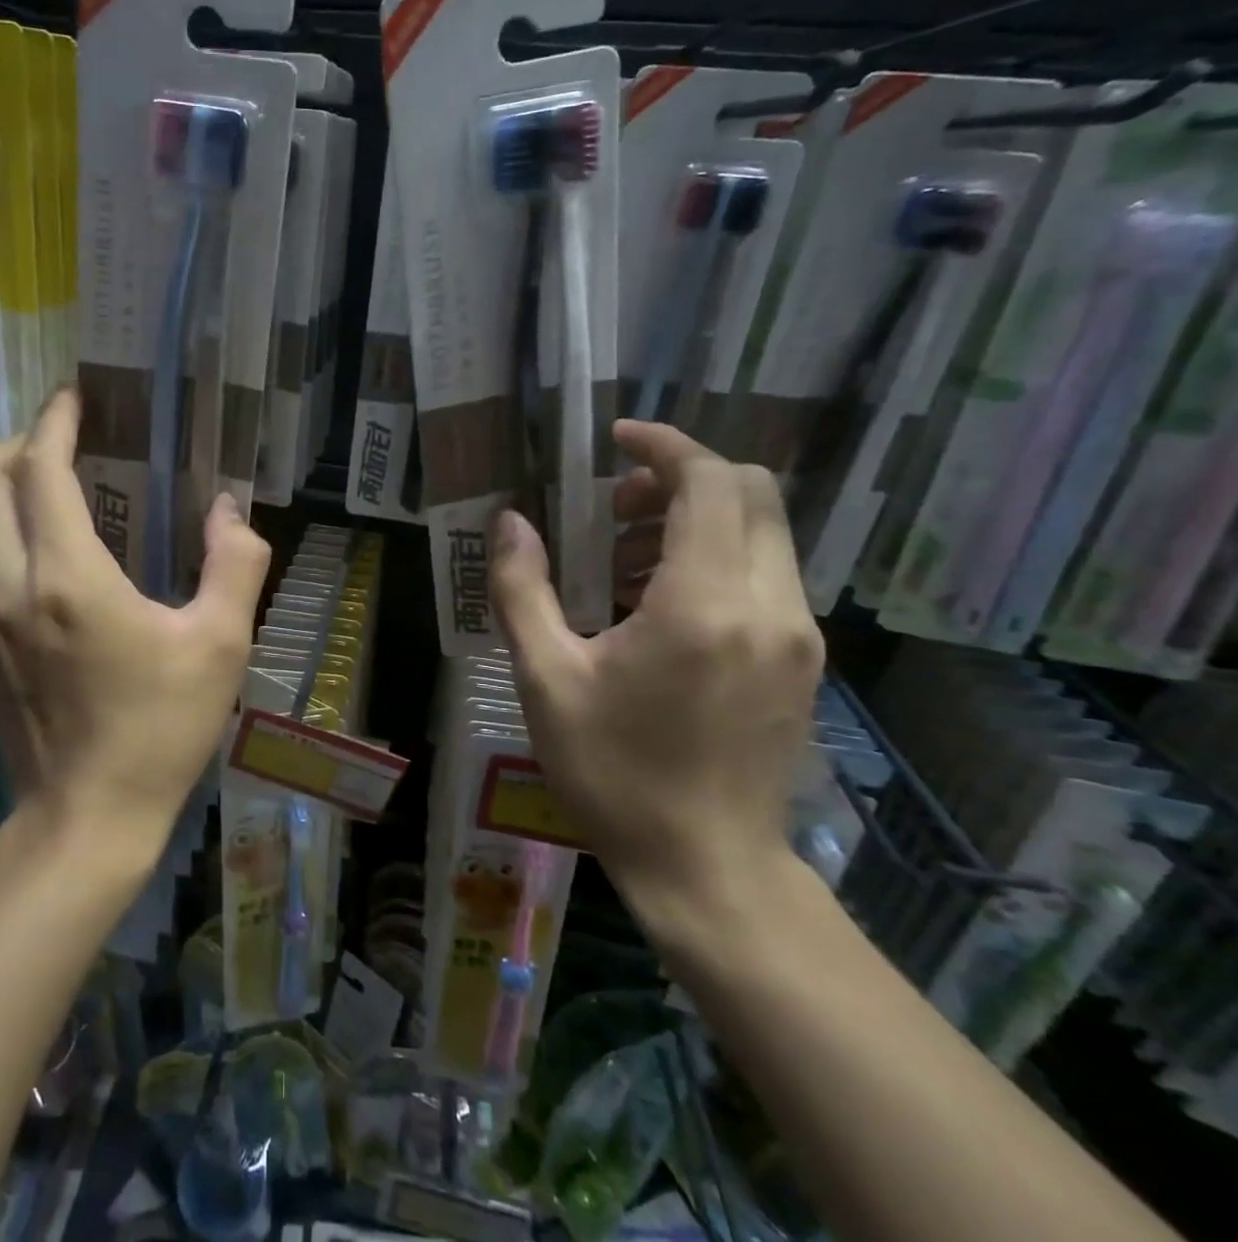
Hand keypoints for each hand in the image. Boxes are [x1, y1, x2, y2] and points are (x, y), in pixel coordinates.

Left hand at [0, 388, 271, 853]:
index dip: (57, 421)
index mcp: (68, 578)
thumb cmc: (161, 731)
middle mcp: (7, 585)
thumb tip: (228, 509)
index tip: (79, 398)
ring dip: (2, 484)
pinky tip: (47, 550)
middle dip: (17, 442)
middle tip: (66, 441)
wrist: (87, 819)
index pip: (40, 469)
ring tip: (55, 485)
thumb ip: (234, 563)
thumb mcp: (221, 645)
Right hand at [489, 420, 823, 928]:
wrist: (708, 869)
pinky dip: (715, 558)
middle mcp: (768, 606)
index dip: (664, 445)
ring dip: (695, 520)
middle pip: (750, 493)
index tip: (615, 441)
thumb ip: (522, 590)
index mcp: (703, 604)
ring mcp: (798, 635)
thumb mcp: (546, 679)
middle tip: (612, 509)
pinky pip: (767, 574)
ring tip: (623, 561)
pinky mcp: (802, 661)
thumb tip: (509, 523)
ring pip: (763, 532)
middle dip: (679, 479)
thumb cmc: (615, 774)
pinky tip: (658, 605)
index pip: (709, 482)